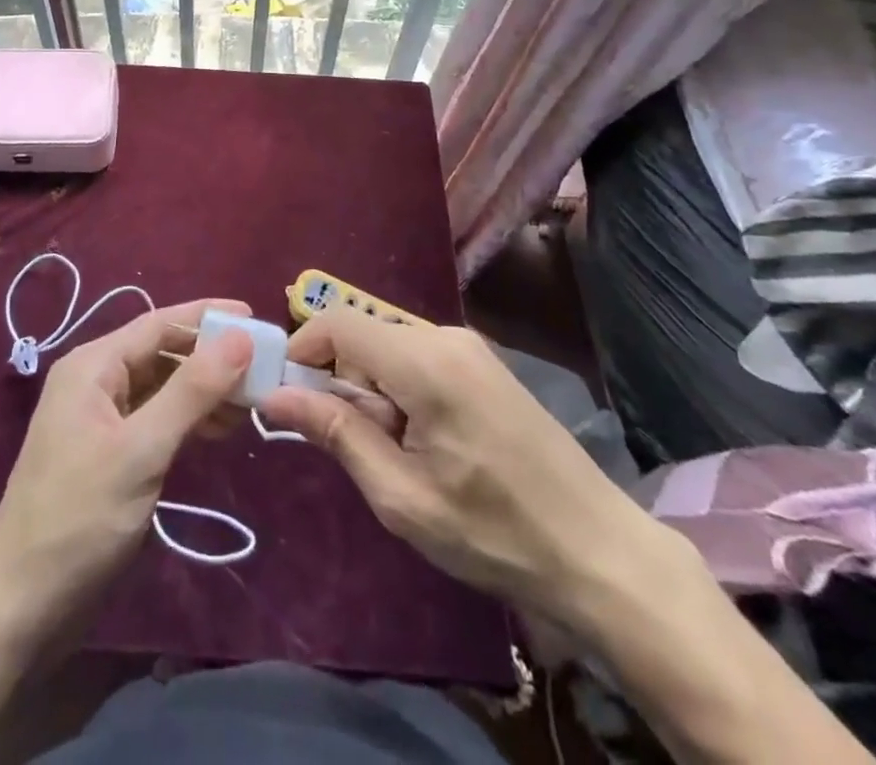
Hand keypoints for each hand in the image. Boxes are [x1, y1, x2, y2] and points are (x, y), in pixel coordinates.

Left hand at [0, 299, 252, 634]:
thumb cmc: (79, 518)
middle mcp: (95, 382)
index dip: (208, 318)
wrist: (19, 607)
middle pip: (162, 353)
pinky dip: (188, 420)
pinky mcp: (109, 454)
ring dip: (204, 391)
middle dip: (210, 357)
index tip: (256, 317)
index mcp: (93, 366)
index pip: (158, 324)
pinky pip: (155, 419)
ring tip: (251, 402)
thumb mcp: (142, 450)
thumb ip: (192, 390)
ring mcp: (100, 420)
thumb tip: (240, 336)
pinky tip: (219, 430)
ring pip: (162, 387)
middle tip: (263, 367)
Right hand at [259, 309, 669, 628]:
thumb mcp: (402, 496)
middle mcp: (445, 336)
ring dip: (372, 392)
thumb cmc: (495, 533)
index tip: (291, 402)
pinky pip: (417, 359)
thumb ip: (336, 434)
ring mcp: (469, 347)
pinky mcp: (483, 364)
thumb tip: (274, 396)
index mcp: (425, 361)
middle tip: (358, 448)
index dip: (302, 352)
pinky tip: (428, 443)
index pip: (337, 322)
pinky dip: (401, 391)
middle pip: (362, 336)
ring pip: (388, 349)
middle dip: (342, 383)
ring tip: (400, 455)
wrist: (601, 553)